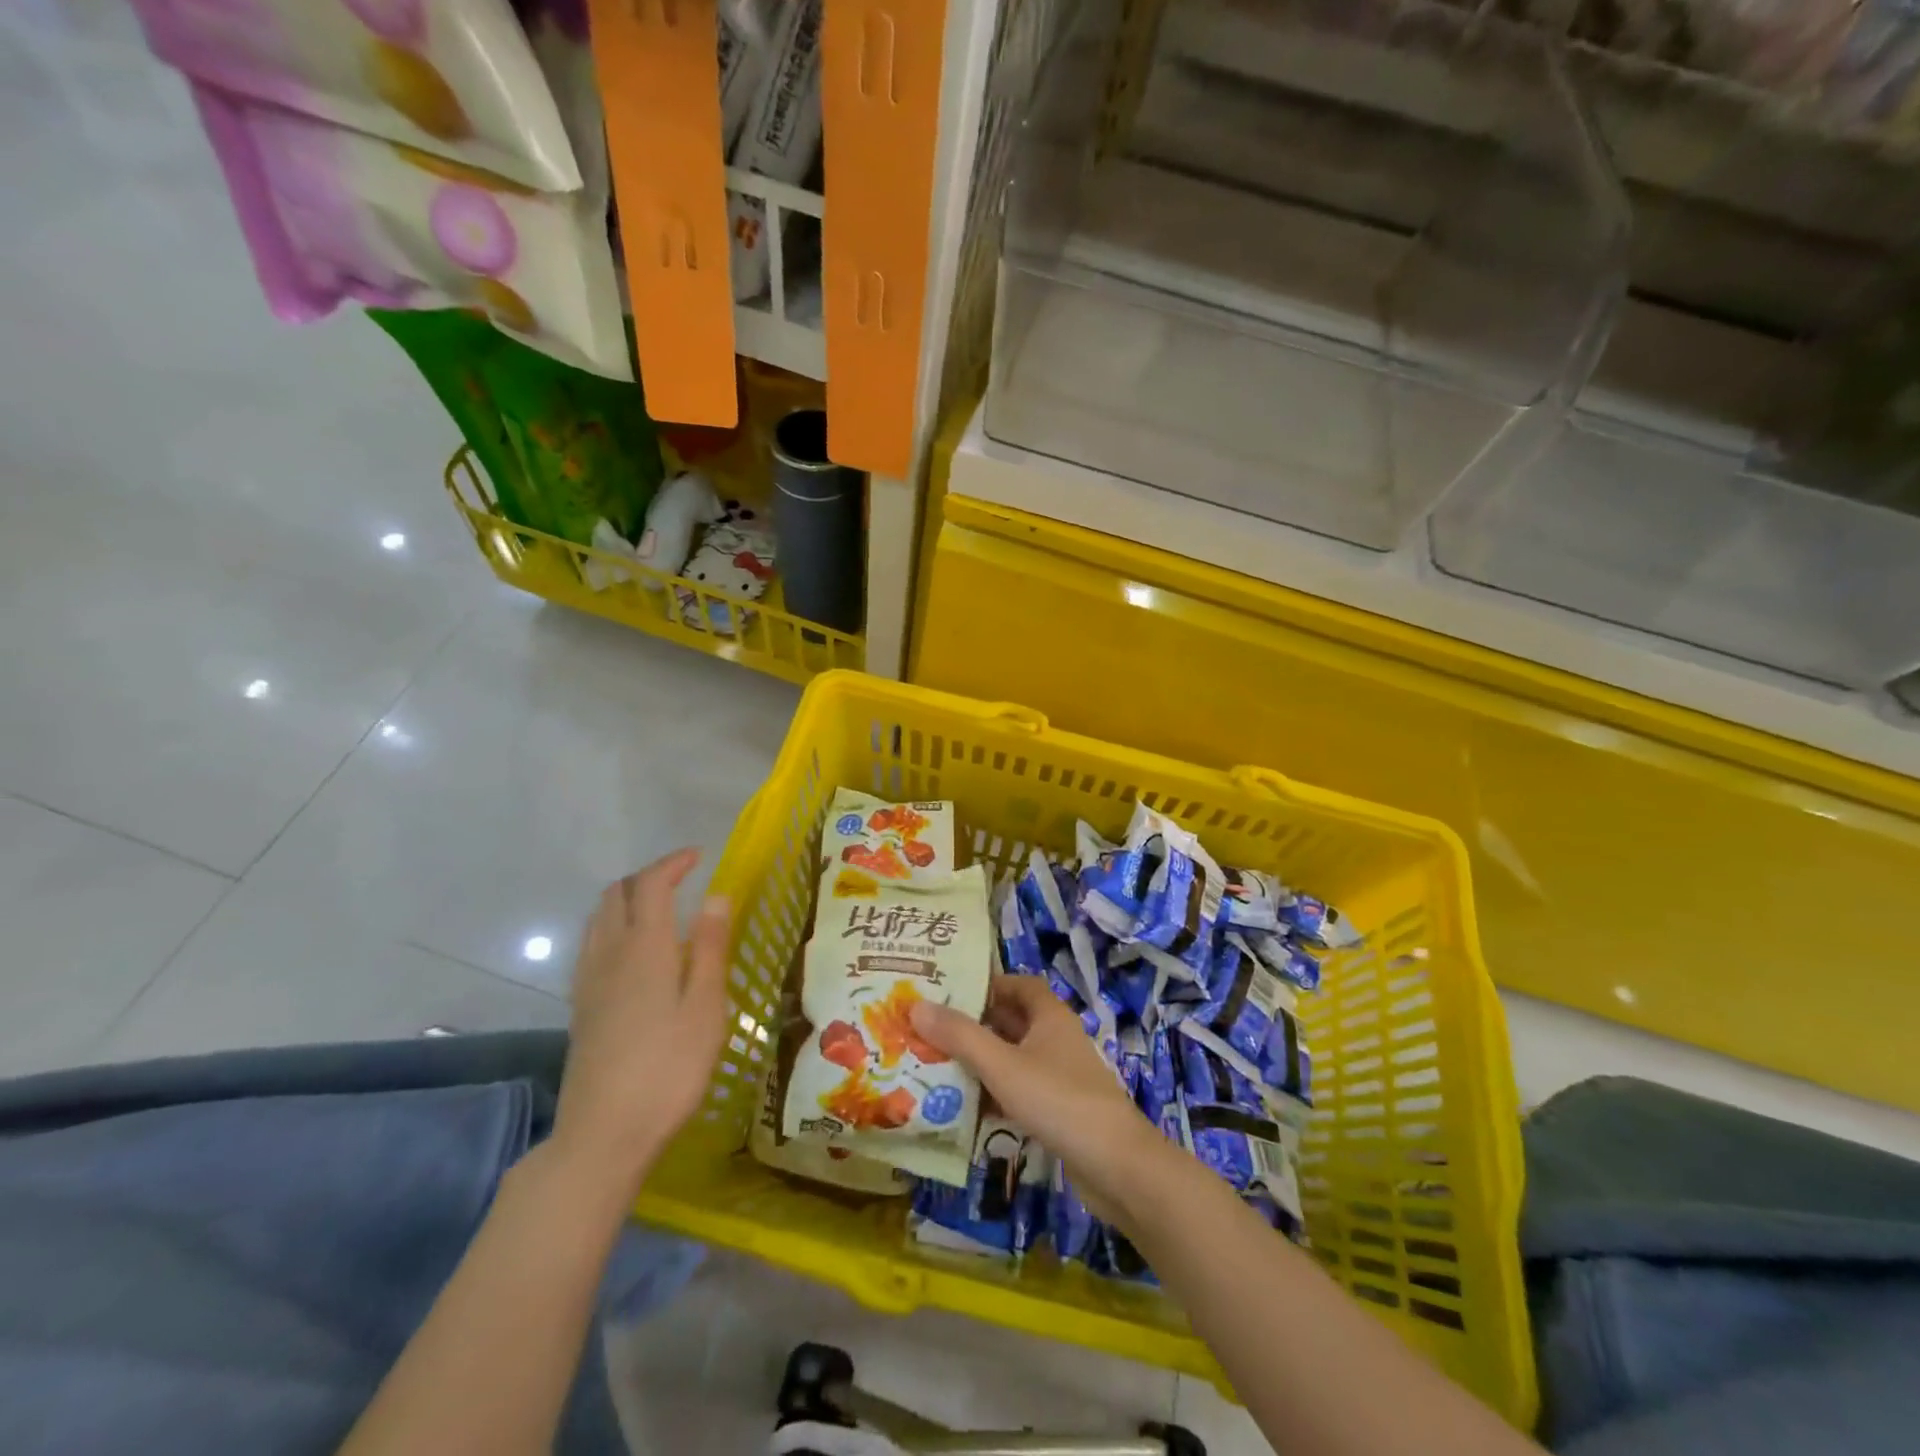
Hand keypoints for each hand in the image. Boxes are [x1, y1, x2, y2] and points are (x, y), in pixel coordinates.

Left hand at [552, 848, 730, 1197]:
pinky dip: (613, 926)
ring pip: (599, 918)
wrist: (603, 1134)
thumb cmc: (668, 1069)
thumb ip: (709, 948)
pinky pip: (592, 944)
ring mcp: (588, 981)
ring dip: (627, 900)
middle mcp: (609, 954)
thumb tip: (715, 896)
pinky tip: (635, 953)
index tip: (700, 856)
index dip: (673, 863)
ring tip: (660, 909)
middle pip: (616, 894)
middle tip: (682, 881)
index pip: (651, 885)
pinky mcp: (580, 1006)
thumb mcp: (705, 1008)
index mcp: (644, 948)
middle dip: (648, 877)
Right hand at [910, 976, 1166, 1223]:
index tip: (949, 991)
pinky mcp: (1058, 1109)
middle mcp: (1055, 1038)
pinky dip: (994, 1093)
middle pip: (1011, 1021)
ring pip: (1013, 1058)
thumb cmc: (1058, 1100)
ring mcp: (1059, 1075)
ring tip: (936, 1065)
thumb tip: (916, 1005)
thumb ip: (960, 1036)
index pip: (1017, 984)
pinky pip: (1019, 1090)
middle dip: (974, 1024)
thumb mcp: (1003, 1065)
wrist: (1116, 1166)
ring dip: (981, 1061)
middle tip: (929, 1029)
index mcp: (1049, 1015)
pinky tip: (965, 1108)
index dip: (987, 983)